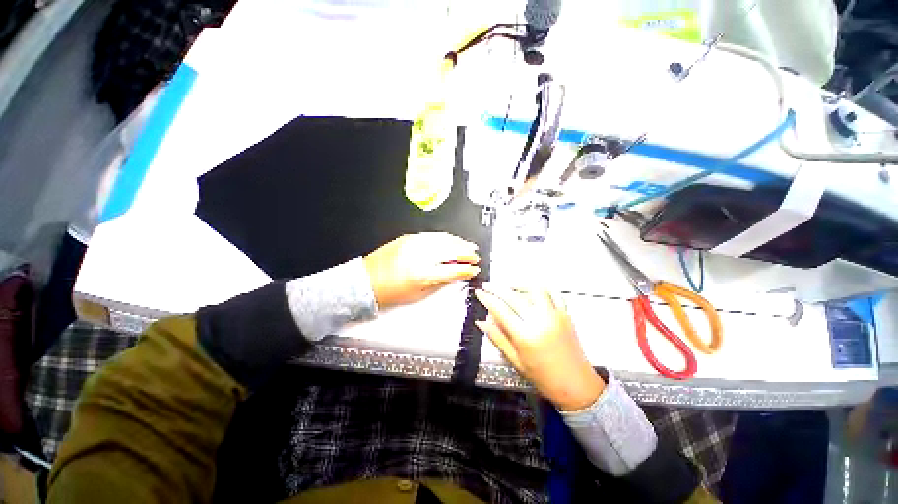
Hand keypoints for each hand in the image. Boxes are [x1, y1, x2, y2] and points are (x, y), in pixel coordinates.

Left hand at [364, 233, 479, 308]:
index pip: (453, 269)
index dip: (467, 269)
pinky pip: (432, 235)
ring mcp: (414, 244)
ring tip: (468, 246)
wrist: (367, 281)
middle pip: (451, 250)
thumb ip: (441, 282)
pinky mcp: (409, 238)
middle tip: (475, 256)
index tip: (474, 269)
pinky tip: (451, 240)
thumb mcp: (419, 294)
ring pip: (444, 239)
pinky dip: (445, 237)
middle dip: (467, 252)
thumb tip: (456, 275)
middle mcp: (420, 255)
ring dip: (459, 242)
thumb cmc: (391, 292)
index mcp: (424, 274)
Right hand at [474, 286, 604, 410]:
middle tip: (487, 285)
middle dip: (497, 288)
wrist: (577, 385)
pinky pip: (554, 293)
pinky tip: (532, 289)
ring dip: (518, 284)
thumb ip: (498, 338)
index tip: (479, 292)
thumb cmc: (543, 377)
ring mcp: (554, 315)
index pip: (500, 310)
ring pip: (533, 289)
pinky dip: (541, 288)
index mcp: (525, 336)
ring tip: (508, 286)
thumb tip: (481, 322)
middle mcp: (539, 321)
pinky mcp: (566, 314)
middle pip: (513, 297)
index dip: (487, 299)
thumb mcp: (516, 361)